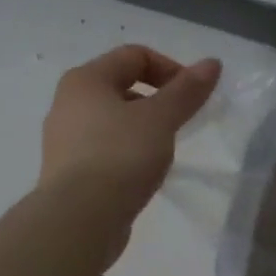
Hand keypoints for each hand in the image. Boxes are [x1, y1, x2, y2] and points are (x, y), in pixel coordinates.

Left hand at [40, 45, 221, 219]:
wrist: (79, 219)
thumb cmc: (120, 156)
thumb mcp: (161, 119)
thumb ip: (187, 90)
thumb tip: (212, 63)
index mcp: (85, 80)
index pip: (134, 55)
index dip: (170, 68)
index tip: (193, 97)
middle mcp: (67, 102)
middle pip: (122, 86)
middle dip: (157, 100)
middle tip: (180, 123)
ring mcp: (64, 139)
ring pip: (113, 119)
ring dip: (143, 127)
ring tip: (163, 151)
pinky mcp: (68, 171)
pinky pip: (105, 148)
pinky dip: (127, 152)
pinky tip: (142, 174)